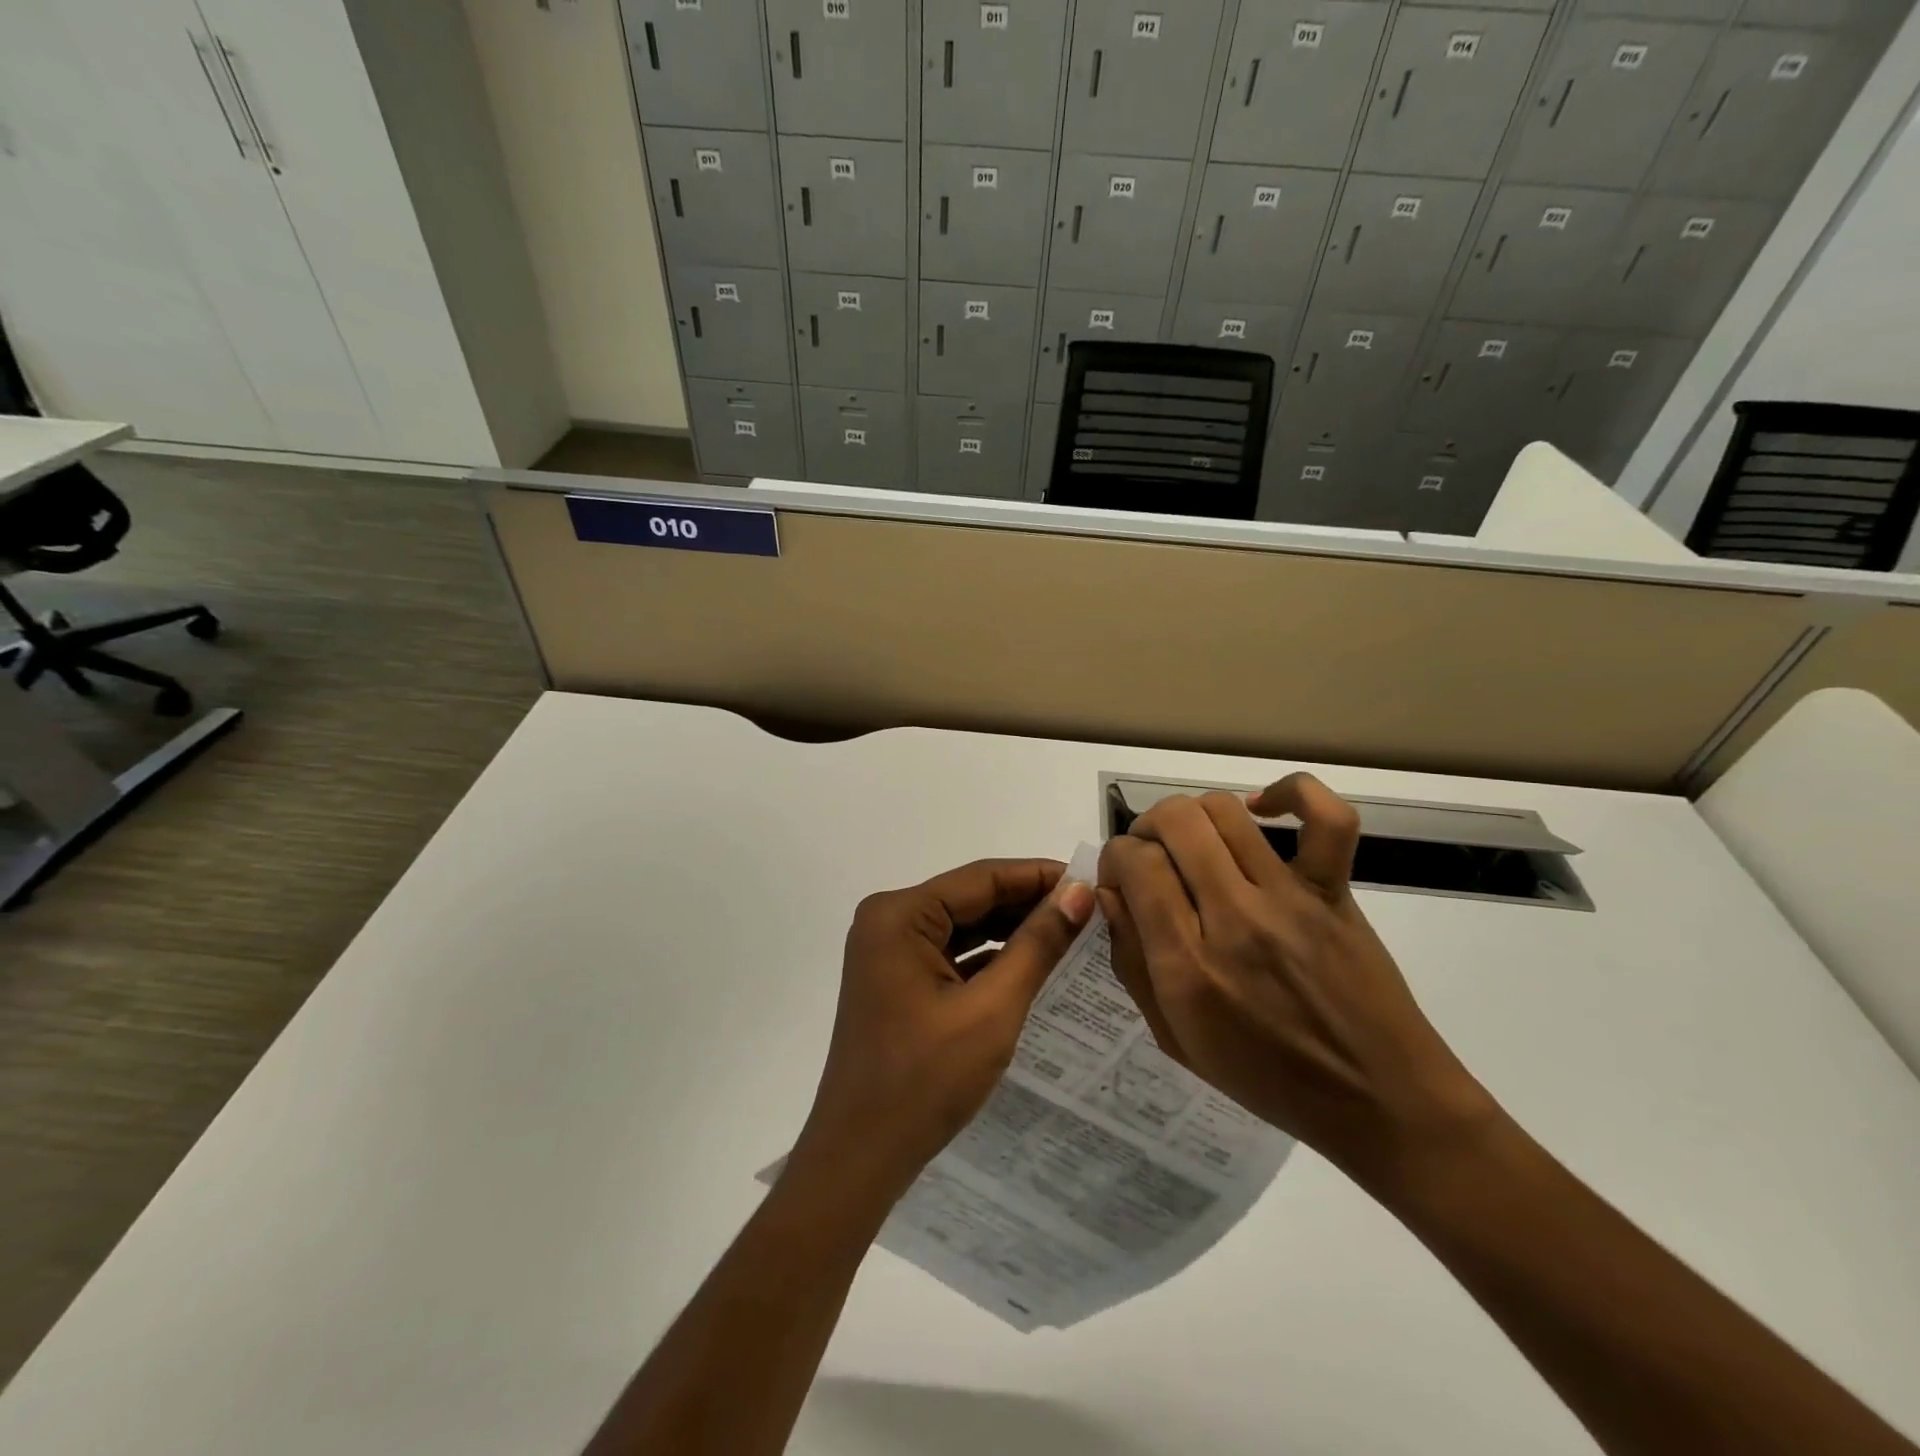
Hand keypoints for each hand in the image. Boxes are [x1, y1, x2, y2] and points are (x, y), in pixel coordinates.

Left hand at [791, 859, 1094, 1204]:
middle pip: (971, 899)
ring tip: (1072, 932)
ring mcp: (888, 951)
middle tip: (1089, 909)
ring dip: (1013, 931)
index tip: (1091, 879)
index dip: (1039, 876)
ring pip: (963, 927)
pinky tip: (1033, 963)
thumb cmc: (925, 1080)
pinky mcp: (896, 980)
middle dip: (1029, 904)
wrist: (861, 1157)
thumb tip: (1078, 893)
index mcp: (899, 915)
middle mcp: (888, 921)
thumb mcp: (992, 1009)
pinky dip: (989, 958)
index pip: (981, 878)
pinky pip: (951, 954)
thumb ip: (1037, 945)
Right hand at [1097, 777, 1495, 1188]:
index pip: (1135, 864)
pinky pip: (1326, 819)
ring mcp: (1290, 899)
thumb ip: (1132, 962)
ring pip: (1224, 810)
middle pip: (1174, 822)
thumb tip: (1111, 893)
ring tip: (1191, 840)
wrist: (1379, 1102)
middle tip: (1149, 856)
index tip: (1121, 878)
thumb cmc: (1268, 1080)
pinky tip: (1262, 807)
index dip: (1116, 858)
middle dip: (1145, 827)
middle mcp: (1234, 919)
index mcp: (1188, 967)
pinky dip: (1291, 794)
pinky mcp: (1335, 891)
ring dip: (1192, 814)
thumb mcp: (1175, 1038)